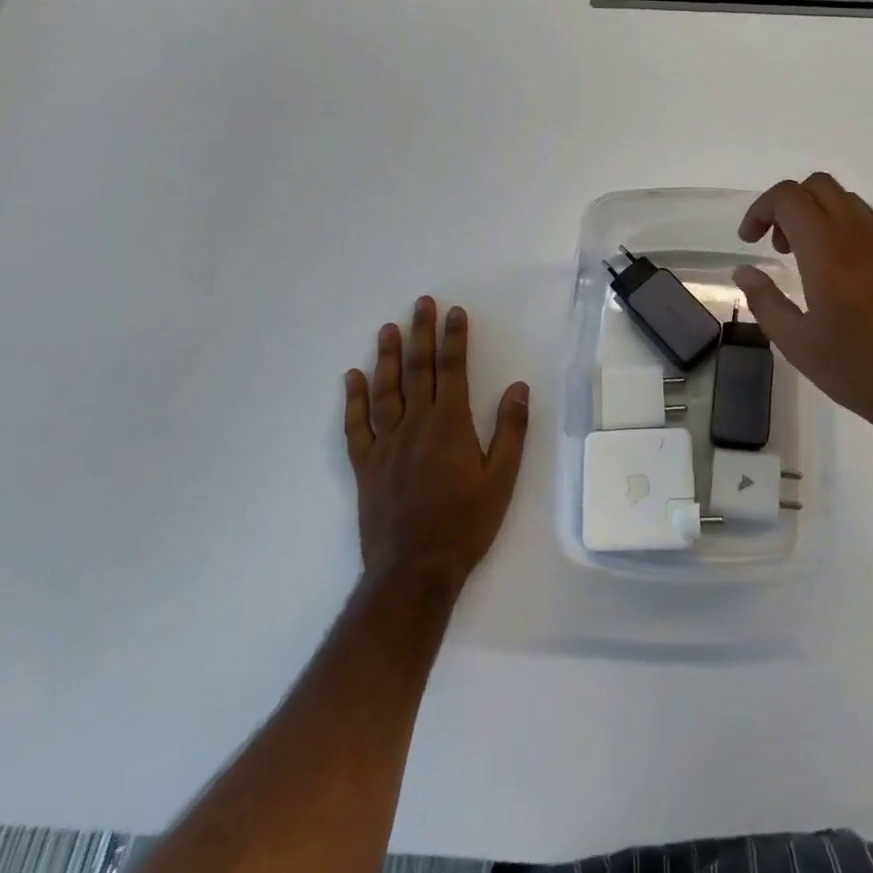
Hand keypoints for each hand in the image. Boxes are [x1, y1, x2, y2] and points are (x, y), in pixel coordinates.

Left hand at [344, 297, 528, 593]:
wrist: (414, 569)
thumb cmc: (465, 523)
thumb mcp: (502, 479)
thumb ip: (511, 430)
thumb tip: (519, 387)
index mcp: (450, 424)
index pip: (453, 369)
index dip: (454, 338)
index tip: (455, 311)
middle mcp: (415, 425)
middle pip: (419, 370)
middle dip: (421, 333)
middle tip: (421, 303)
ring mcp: (386, 444)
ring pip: (386, 390)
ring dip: (388, 357)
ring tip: (388, 329)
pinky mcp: (365, 466)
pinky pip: (356, 426)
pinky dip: (354, 400)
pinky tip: (352, 378)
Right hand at [733, 173, 872, 447]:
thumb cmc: (860, 371)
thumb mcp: (797, 344)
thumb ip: (765, 301)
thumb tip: (745, 271)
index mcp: (828, 252)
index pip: (790, 197)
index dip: (761, 209)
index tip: (749, 241)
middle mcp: (857, 237)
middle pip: (818, 186)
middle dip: (786, 204)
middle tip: (774, 245)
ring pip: (844, 199)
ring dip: (814, 212)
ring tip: (800, 257)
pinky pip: (863, 222)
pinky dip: (837, 227)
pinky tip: (831, 274)